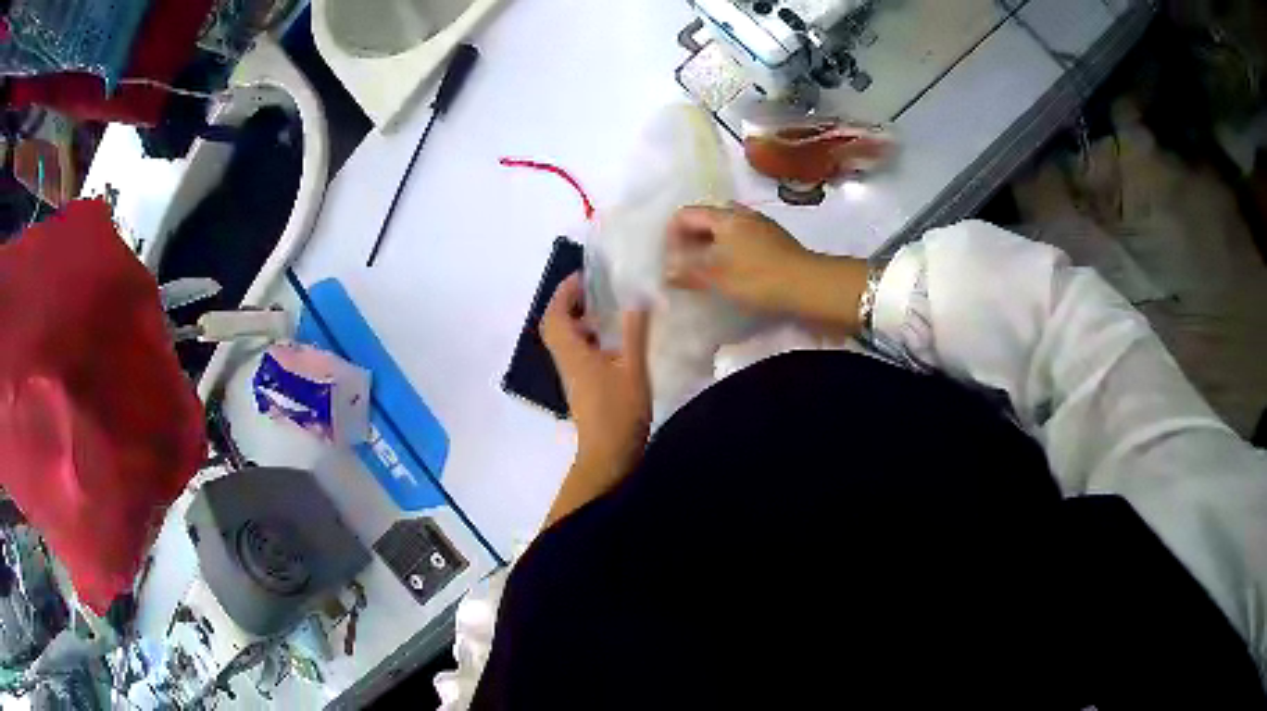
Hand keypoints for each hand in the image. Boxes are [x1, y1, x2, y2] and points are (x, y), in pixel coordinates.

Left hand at [541, 273, 651, 483]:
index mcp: (572, 353)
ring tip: (605, 308)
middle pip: (555, 325)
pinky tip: (612, 341)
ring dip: (577, 320)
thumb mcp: (633, 368)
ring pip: (565, 340)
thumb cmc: (619, 412)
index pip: (555, 314)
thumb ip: (635, 332)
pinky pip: (577, 353)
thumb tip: (637, 297)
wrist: (608, 457)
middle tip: (593, 289)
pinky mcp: (582, 388)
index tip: (583, 275)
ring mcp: (573, 376)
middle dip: (568, 303)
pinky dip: (587, 338)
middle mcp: (566, 361)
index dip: (564, 292)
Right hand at [665, 204, 869, 332]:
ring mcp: (761, 225)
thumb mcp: (717, 277)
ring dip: (711, 247)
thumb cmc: (758, 278)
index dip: (671, 234)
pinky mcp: (775, 241)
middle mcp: (742, 214)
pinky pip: (742, 239)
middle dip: (691, 240)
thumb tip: (667, 270)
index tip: (669, 258)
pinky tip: (732, 273)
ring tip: (706, 271)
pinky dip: (730, 251)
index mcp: (724, 216)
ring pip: (726, 230)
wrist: (810, 285)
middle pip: (706, 219)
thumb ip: (688, 271)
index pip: (686, 214)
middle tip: (684, 264)